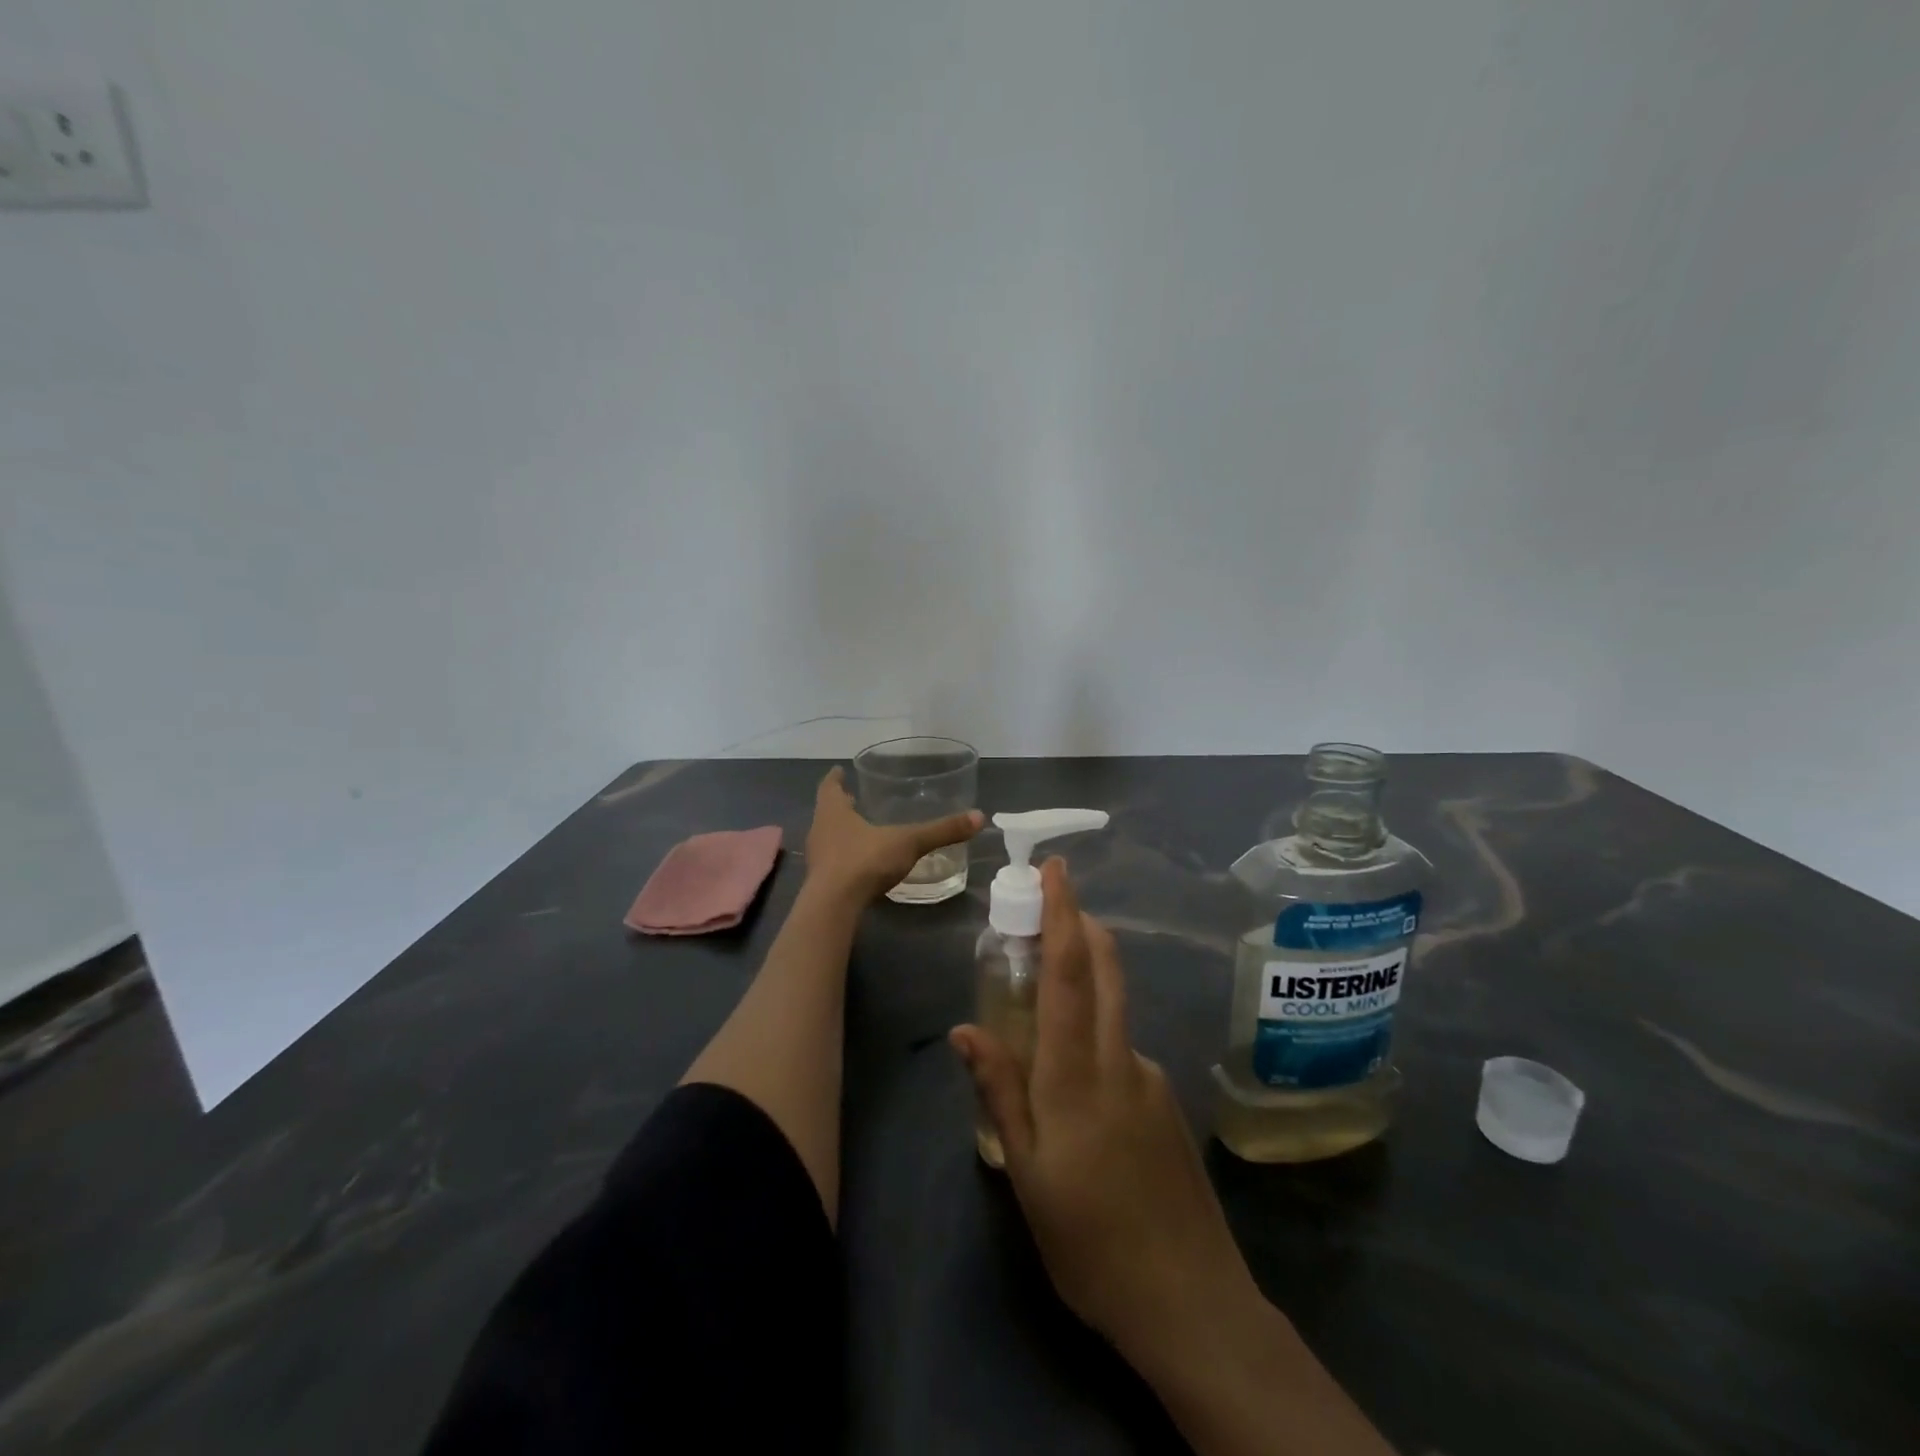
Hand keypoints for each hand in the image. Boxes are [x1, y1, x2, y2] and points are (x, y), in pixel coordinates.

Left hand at [803, 766, 982, 905]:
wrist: (834, 907)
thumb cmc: (865, 861)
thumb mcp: (908, 842)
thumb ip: (941, 831)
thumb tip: (979, 817)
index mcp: (833, 812)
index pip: (829, 787)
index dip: (835, 778)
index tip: (839, 770)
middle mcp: (820, 830)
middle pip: (827, 812)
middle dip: (841, 806)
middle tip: (855, 798)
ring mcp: (817, 858)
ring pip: (828, 837)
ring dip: (842, 832)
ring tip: (861, 830)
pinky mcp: (820, 882)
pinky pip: (833, 862)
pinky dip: (845, 857)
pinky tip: (862, 863)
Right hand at [950, 860, 1259, 1368]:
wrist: (1190, 1303)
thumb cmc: (1089, 1241)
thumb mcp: (1026, 1173)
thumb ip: (1000, 1091)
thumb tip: (965, 1027)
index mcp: (1077, 1075)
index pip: (1068, 973)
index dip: (1062, 914)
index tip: (1056, 868)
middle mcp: (1120, 1059)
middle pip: (1104, 969)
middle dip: (1081, 921)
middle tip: (1052, 897)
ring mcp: (1150, 1078)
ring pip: (1113, 1007)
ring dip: (1084, 980)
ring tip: (1037, 1012)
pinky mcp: (1165, 1101)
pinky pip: (1122, 1048)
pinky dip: (1094, 1035)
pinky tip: (1075, 1090)